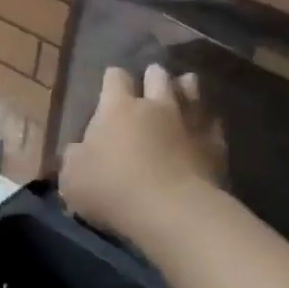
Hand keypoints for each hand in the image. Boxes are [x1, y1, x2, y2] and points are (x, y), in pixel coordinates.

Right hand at [59, 64, 224, 240]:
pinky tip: (205, 124)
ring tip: (183, 86)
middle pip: (158, 76)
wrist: (173, 211)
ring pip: (192, 90)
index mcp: (117, 108)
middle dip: (153, 76)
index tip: (110, 82)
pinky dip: (207, 119)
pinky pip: (213, 121)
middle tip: (150, 80)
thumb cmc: (112, 189)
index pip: (115, 78)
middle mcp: (156, 106)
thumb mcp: (72, 177)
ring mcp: (190, 122)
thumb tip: (79, 150)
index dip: (112, 78)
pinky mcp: (216, 144)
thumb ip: (75, 157)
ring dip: (185, 87)